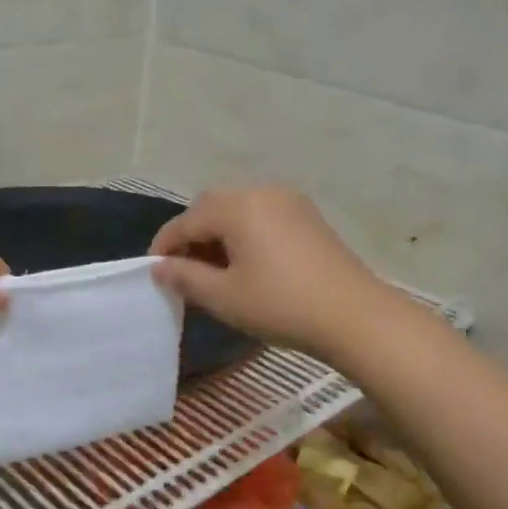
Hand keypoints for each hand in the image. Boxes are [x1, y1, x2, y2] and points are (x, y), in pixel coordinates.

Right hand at [149, 186, 395, 362]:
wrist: (354, 316)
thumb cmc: (280, 305)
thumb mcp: (223, 296)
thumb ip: (185, 277)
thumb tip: (159, 268)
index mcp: (236, 207)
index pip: (186, 221)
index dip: (164, 246)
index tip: (153, 272)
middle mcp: (261, 192)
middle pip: (211, 207)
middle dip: (191, 235)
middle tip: (183, 270)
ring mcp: (288, 201)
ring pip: (237, 209)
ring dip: (217, 233)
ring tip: (212, 271)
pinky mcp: (307, 216)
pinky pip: (261, 215)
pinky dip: (243, 233)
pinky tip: (245, 264)